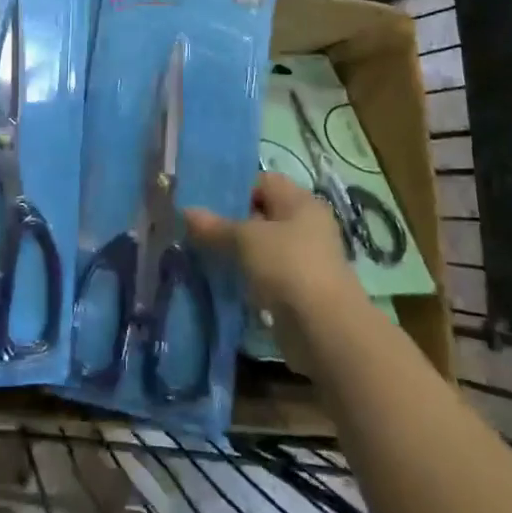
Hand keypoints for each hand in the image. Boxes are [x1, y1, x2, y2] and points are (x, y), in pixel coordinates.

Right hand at [184, 170, 358, 373]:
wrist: (326, 330)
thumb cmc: (288, 266)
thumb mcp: (246, 239)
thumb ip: (215, 226)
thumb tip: (186, 212)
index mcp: (300, 202)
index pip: (263, 182)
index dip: (233, 187)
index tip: (203, 199)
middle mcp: (306, 226)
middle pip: (261, 214)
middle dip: (229, 221)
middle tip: (195, 227)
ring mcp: (303, 260)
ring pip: (261, 247)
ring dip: (235, 251)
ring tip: (200, 253)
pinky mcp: (298, 291)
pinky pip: (265, 274)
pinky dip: (245, 276)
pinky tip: (219, 280)